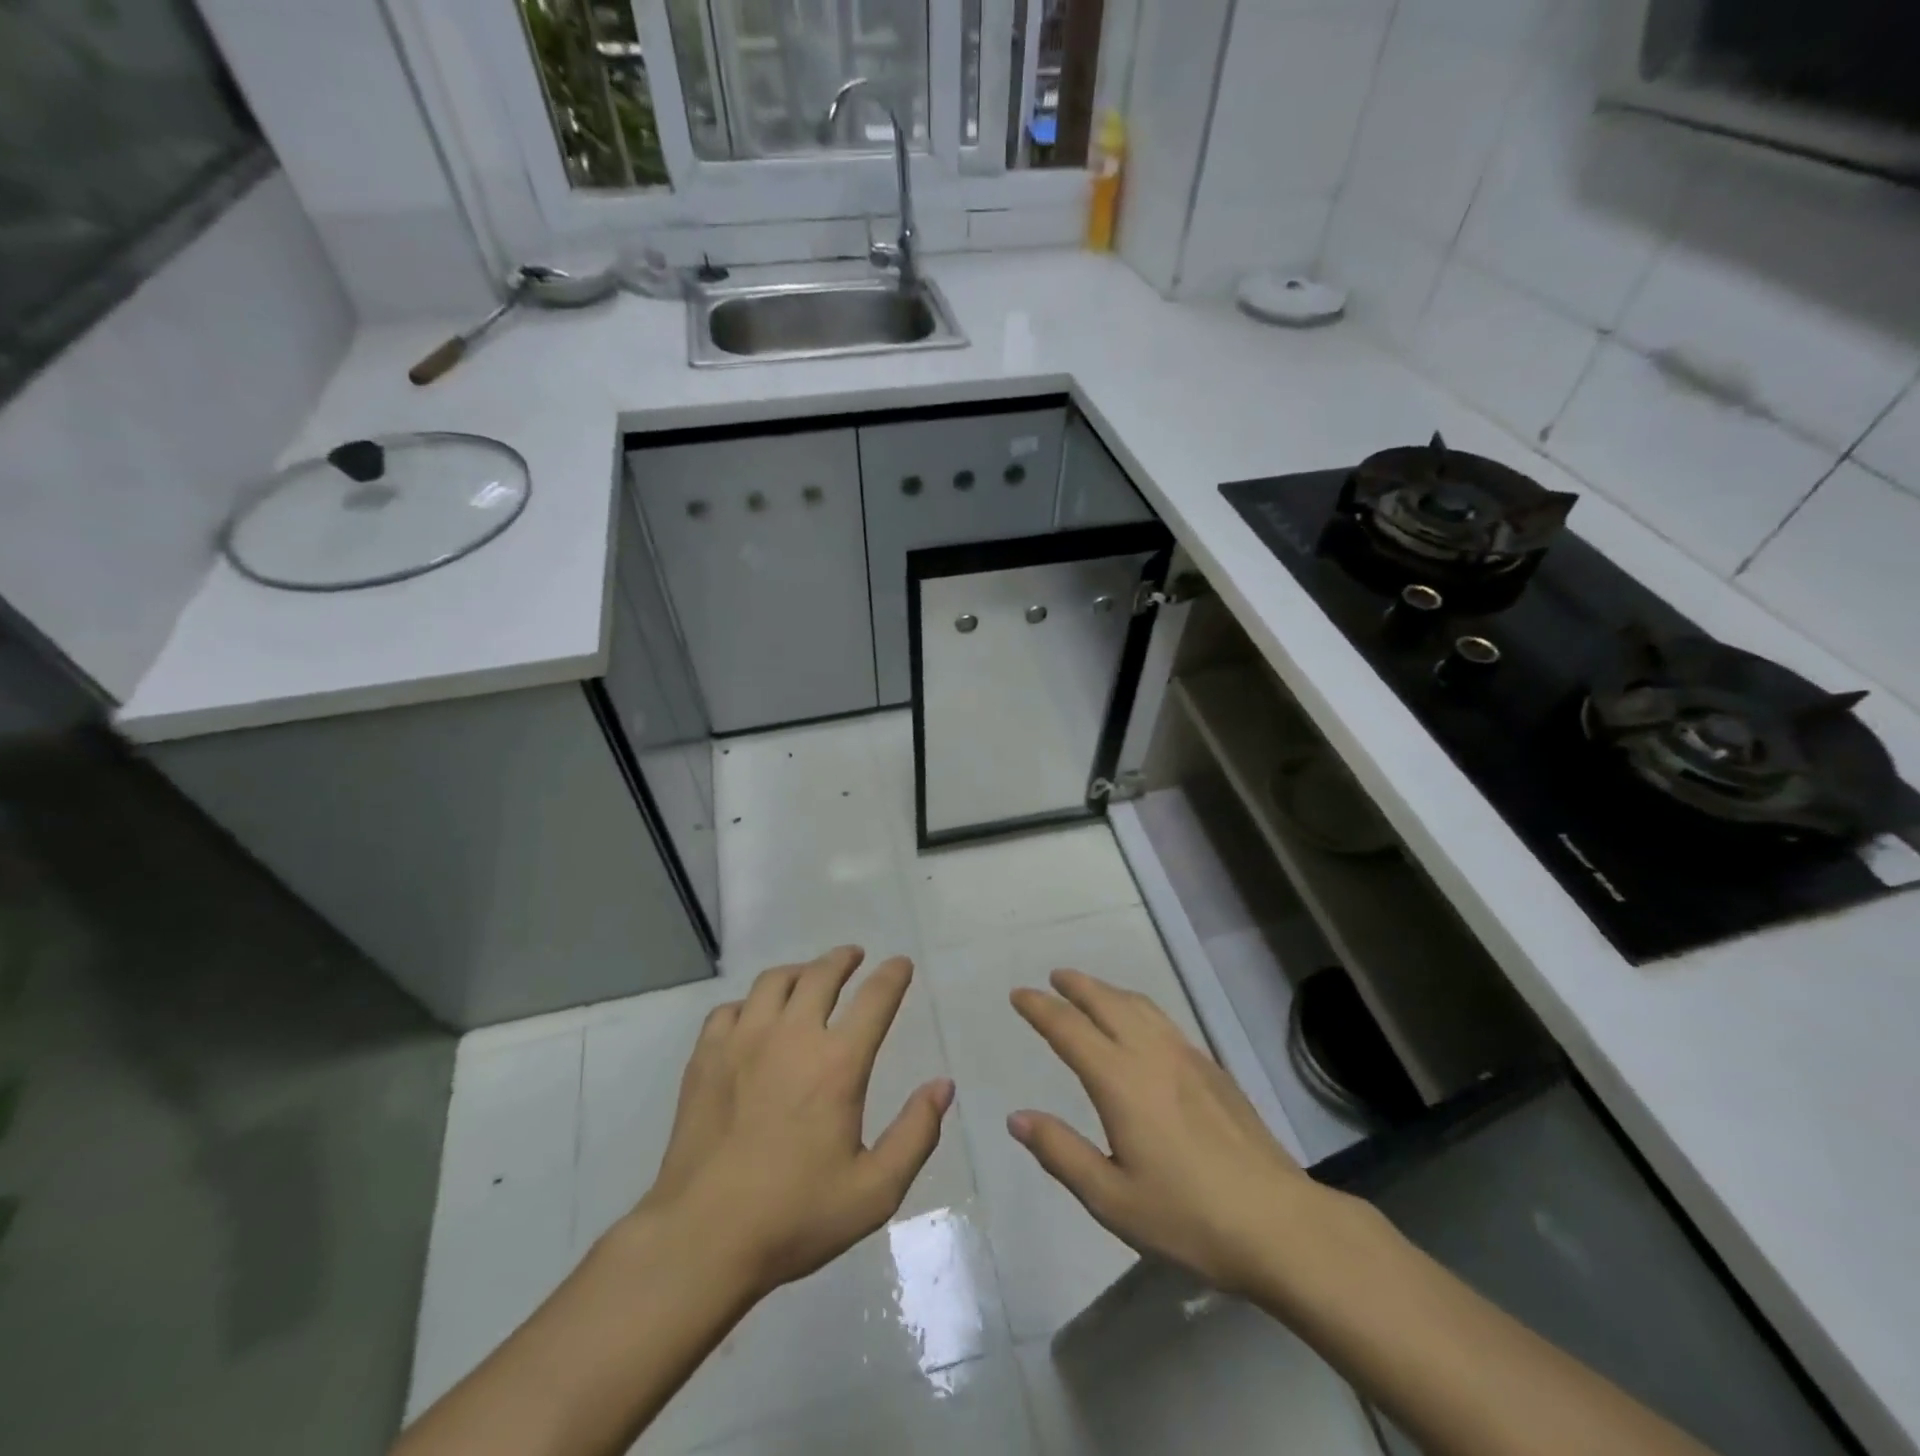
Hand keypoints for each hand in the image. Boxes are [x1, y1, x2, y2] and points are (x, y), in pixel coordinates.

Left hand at [634, 946, 952, 1298]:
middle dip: (843, 959)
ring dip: (799, 972)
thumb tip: (942, 1086)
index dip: (893, 975)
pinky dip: (750, 1003)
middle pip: (821, 974)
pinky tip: (754, 1018)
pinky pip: (729, 1009)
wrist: (701, 1240)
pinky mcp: (705, 1058)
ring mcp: (742, 1042)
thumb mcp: (874, 1191)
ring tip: (808, 977)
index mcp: (837, 1063)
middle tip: (854, 956)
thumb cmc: (794, 1217)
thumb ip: (915, 1134)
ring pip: (774, 982)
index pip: (875, 998)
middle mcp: (791, 1037)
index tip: (901, 964)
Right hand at [1008, 969, 1335, 1297]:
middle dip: (1076, 985)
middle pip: (1106, 1002)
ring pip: (1139, 1005)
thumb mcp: (1111, 1198)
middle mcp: (1151, 1054)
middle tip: (1053, 978)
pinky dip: (1138, 1007)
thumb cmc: (1187, 1217)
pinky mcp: (1212, 1068)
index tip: (1018, 994)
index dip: (1040, 1008)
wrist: (1279, 1224)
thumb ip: (1061, 1152)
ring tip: (1090, 990)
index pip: (1068, 1029)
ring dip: (1108, 990)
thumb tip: (1016, 1118)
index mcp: (1120, 1081)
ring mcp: (1187, 1056)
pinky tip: (1141, 1024)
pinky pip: (1164, 1019)